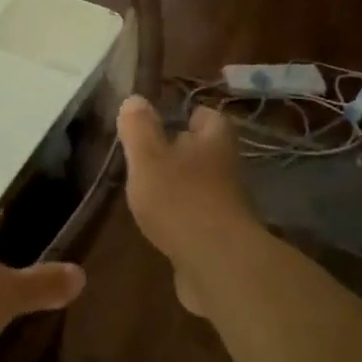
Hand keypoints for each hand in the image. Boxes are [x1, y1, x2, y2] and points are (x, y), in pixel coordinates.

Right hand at [117, 97, 254, 315]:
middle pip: (206, 151)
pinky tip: (160, 222)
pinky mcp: (220, 236)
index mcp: (213, 142)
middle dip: (183, 151)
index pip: (208, 116)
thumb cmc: (179, 199)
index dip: (189, 115)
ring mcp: (226, 204)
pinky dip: (182, 215)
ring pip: (202, 184)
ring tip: (150, 187)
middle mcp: (226, 168)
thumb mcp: (147, 158)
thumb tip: (135, 98)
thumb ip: (139, 128)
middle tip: (151, 153)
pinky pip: (199, 216)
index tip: (166, 119)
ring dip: (181, 184)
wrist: (216, 262)